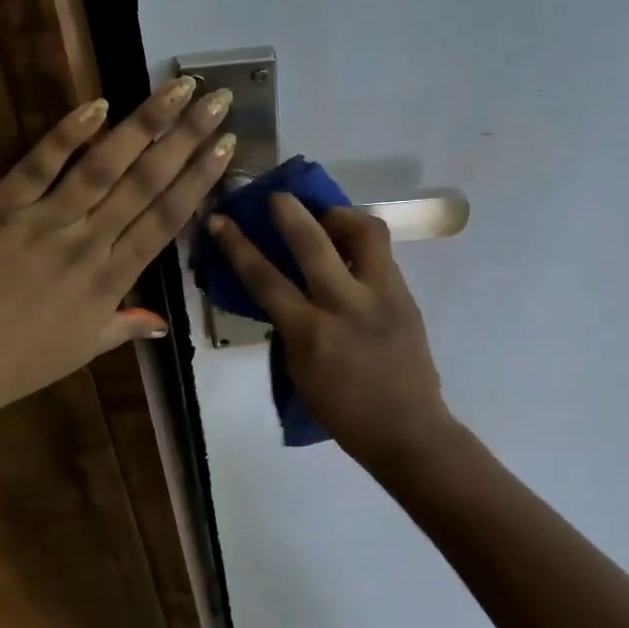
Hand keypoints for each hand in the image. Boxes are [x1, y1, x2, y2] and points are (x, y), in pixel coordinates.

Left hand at [0, 77, 235, 424]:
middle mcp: (88, 243)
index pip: (166, 219)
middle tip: (216, 100)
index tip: (227, 145)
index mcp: (112, 279)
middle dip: (186, 138)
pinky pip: (37, 165)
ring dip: (143, 124)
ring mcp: (42, 221)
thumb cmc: (19, 364)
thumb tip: (161, 322)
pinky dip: (67, 134)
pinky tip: (99, 105)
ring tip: (176, 90)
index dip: (200, 178)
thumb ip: (125, 326)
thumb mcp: (83, 350)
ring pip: (103, 166)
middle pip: (146, 182)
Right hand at [206, 196, 455, 463]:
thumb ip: (291, 329)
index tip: (220, 220)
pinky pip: (382, 254)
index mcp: (311, 334)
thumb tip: (285, 294)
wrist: (408, 430)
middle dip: (289, 211)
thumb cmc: (345, 413)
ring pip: (365, 232)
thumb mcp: (300, 373)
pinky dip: (362, 243)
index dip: (237, 245)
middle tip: (277, 197)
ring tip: (327, 218)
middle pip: (313, 241)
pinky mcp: (406, 295)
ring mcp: (382, 295)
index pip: (265, 279)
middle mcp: (346, 305)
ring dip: (341, 216)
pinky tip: (352, 249)